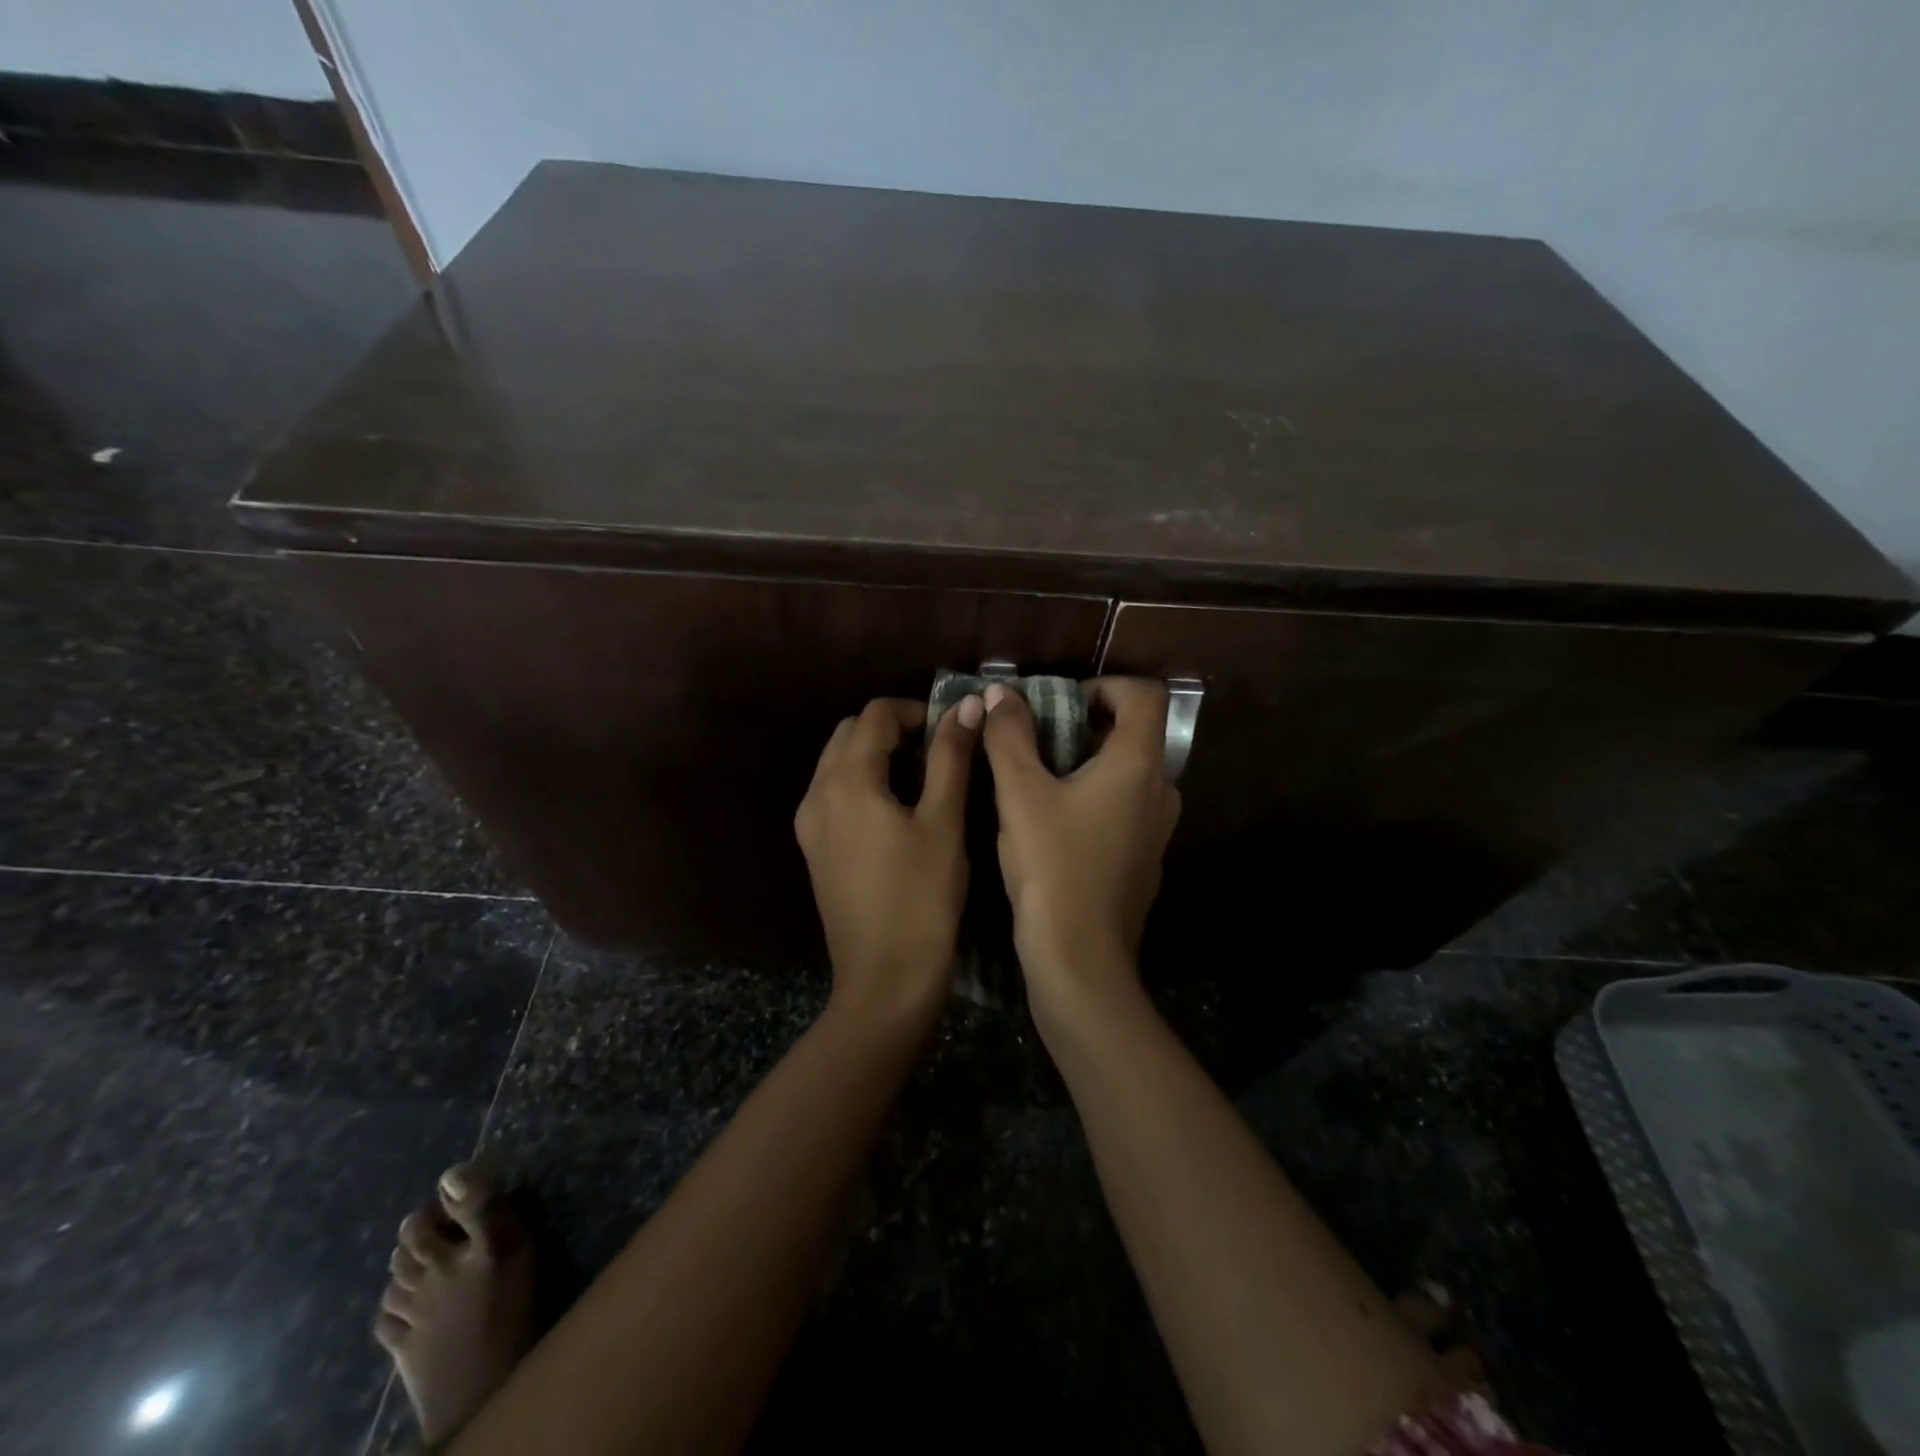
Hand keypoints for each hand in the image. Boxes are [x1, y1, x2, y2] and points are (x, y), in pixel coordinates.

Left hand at [795, 695, 982, 1029]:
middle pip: (850, 733)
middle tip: (940, 752)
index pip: (875, 714)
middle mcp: (816, 793)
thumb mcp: (943, 822)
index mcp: (846, 780)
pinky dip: (863, 782)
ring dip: (877, 754)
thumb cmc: (922, 899)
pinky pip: (834, 793)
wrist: (884, 980)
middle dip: (893, 729)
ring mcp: (809, 823)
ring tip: (923, 778)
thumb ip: (951, 757)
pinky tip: (897, 810)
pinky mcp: (813, 849)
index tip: (952, 731)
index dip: (916, 711)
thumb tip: (967, 705)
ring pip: (838, 762)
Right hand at [981, 678, 1180, 1023]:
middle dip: (1084, 726)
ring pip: (1127, 774)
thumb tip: (998, 692)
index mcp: (1138, 765)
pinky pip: (1125, 808)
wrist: (1080, 960)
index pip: (1144, 695)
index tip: (1061, 705)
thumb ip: (1008, 736)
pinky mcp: (1144, 859)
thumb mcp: (1019, 794)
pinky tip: (1054, 825)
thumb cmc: (1052, 868)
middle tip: (1037, 742)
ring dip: (1087, 764)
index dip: (1104, 686)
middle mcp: (1160, 791)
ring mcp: (1157, 830)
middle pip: (1134, 733)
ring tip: (1039, 781)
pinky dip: (1095, 798)